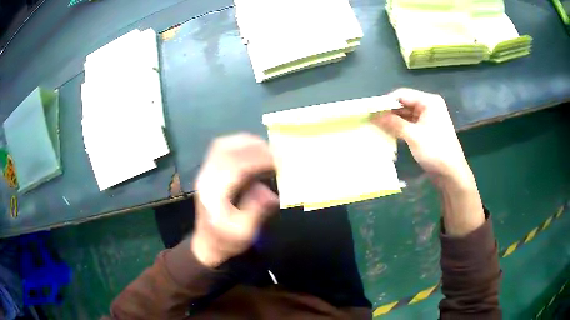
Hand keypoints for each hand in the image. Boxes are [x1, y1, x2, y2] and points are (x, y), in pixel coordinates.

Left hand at [192, 134, 278, 266]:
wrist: (206, 245)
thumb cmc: (225, 241)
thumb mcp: (243, 233)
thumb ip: (256, 211)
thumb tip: (272, 194)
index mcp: (213, 193)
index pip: (234, 167)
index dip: (257, 159)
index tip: (277, 160)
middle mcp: (207, 178)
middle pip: (225, 149)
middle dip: (252, 146)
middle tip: (275, 151)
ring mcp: (206, 173)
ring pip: (222, 146)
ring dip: (245, 142)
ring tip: (267, 149)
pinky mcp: (210, 173)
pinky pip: (222, 150)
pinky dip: (240, 146)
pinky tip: (255, 152)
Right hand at [373, 88, 473, 187]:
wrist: (451, 174)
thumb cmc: (435, 151)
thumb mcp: (413, 136)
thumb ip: (393, 123)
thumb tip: (373, 116)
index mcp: (429, 101)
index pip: (403, 94)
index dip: (386, 101)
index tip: (371, 110)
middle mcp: (429, 106)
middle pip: (404, 103)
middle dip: (389, 111)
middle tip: (371, 119)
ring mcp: (427, 118)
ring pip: (406, 114)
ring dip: (393, 120)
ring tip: (376, 125)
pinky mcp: (426, 129)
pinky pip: (409, 123)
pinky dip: (399, 127)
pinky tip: (387, 131)